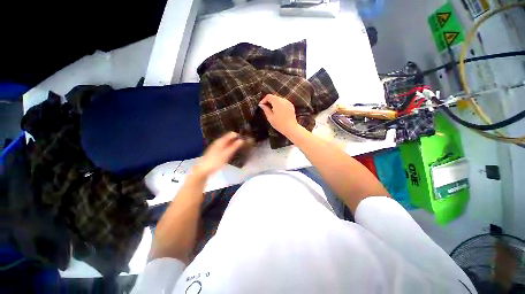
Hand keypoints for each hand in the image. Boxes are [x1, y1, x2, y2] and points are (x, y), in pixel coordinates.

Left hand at [192, 132, 243, 178]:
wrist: (203, 170)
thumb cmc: (215, 161)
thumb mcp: (226, 154)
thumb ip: (234, 147)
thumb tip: (241, 140)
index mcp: (220, 141)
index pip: (230, 134)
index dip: (237, 135)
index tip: (244, 138)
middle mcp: (218, 142)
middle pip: (228, 138)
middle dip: (235, 139)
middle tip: (244, 142)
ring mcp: (216, 147)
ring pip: (226, 143)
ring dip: (232, 144)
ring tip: (239, 146)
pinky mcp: (215, 152)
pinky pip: (224, 147)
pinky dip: (229, 148)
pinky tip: (231, 152)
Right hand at [258, 94, 298, 136]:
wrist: (291, 128)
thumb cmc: (279, 124)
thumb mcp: (270, 117)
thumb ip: (265, 109)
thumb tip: (261, 105)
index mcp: (277, 102)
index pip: (269, 96)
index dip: (263, 100)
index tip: (261, 105)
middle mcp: (283, 100)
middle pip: (274, 97)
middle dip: (269, 101)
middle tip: (265, 108)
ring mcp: (288, 102)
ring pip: (279, 99)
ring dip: (274, 103)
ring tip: (271, 110)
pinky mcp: (291, 106)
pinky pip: (283, 103)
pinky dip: (279, 105)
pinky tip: (278, 112)